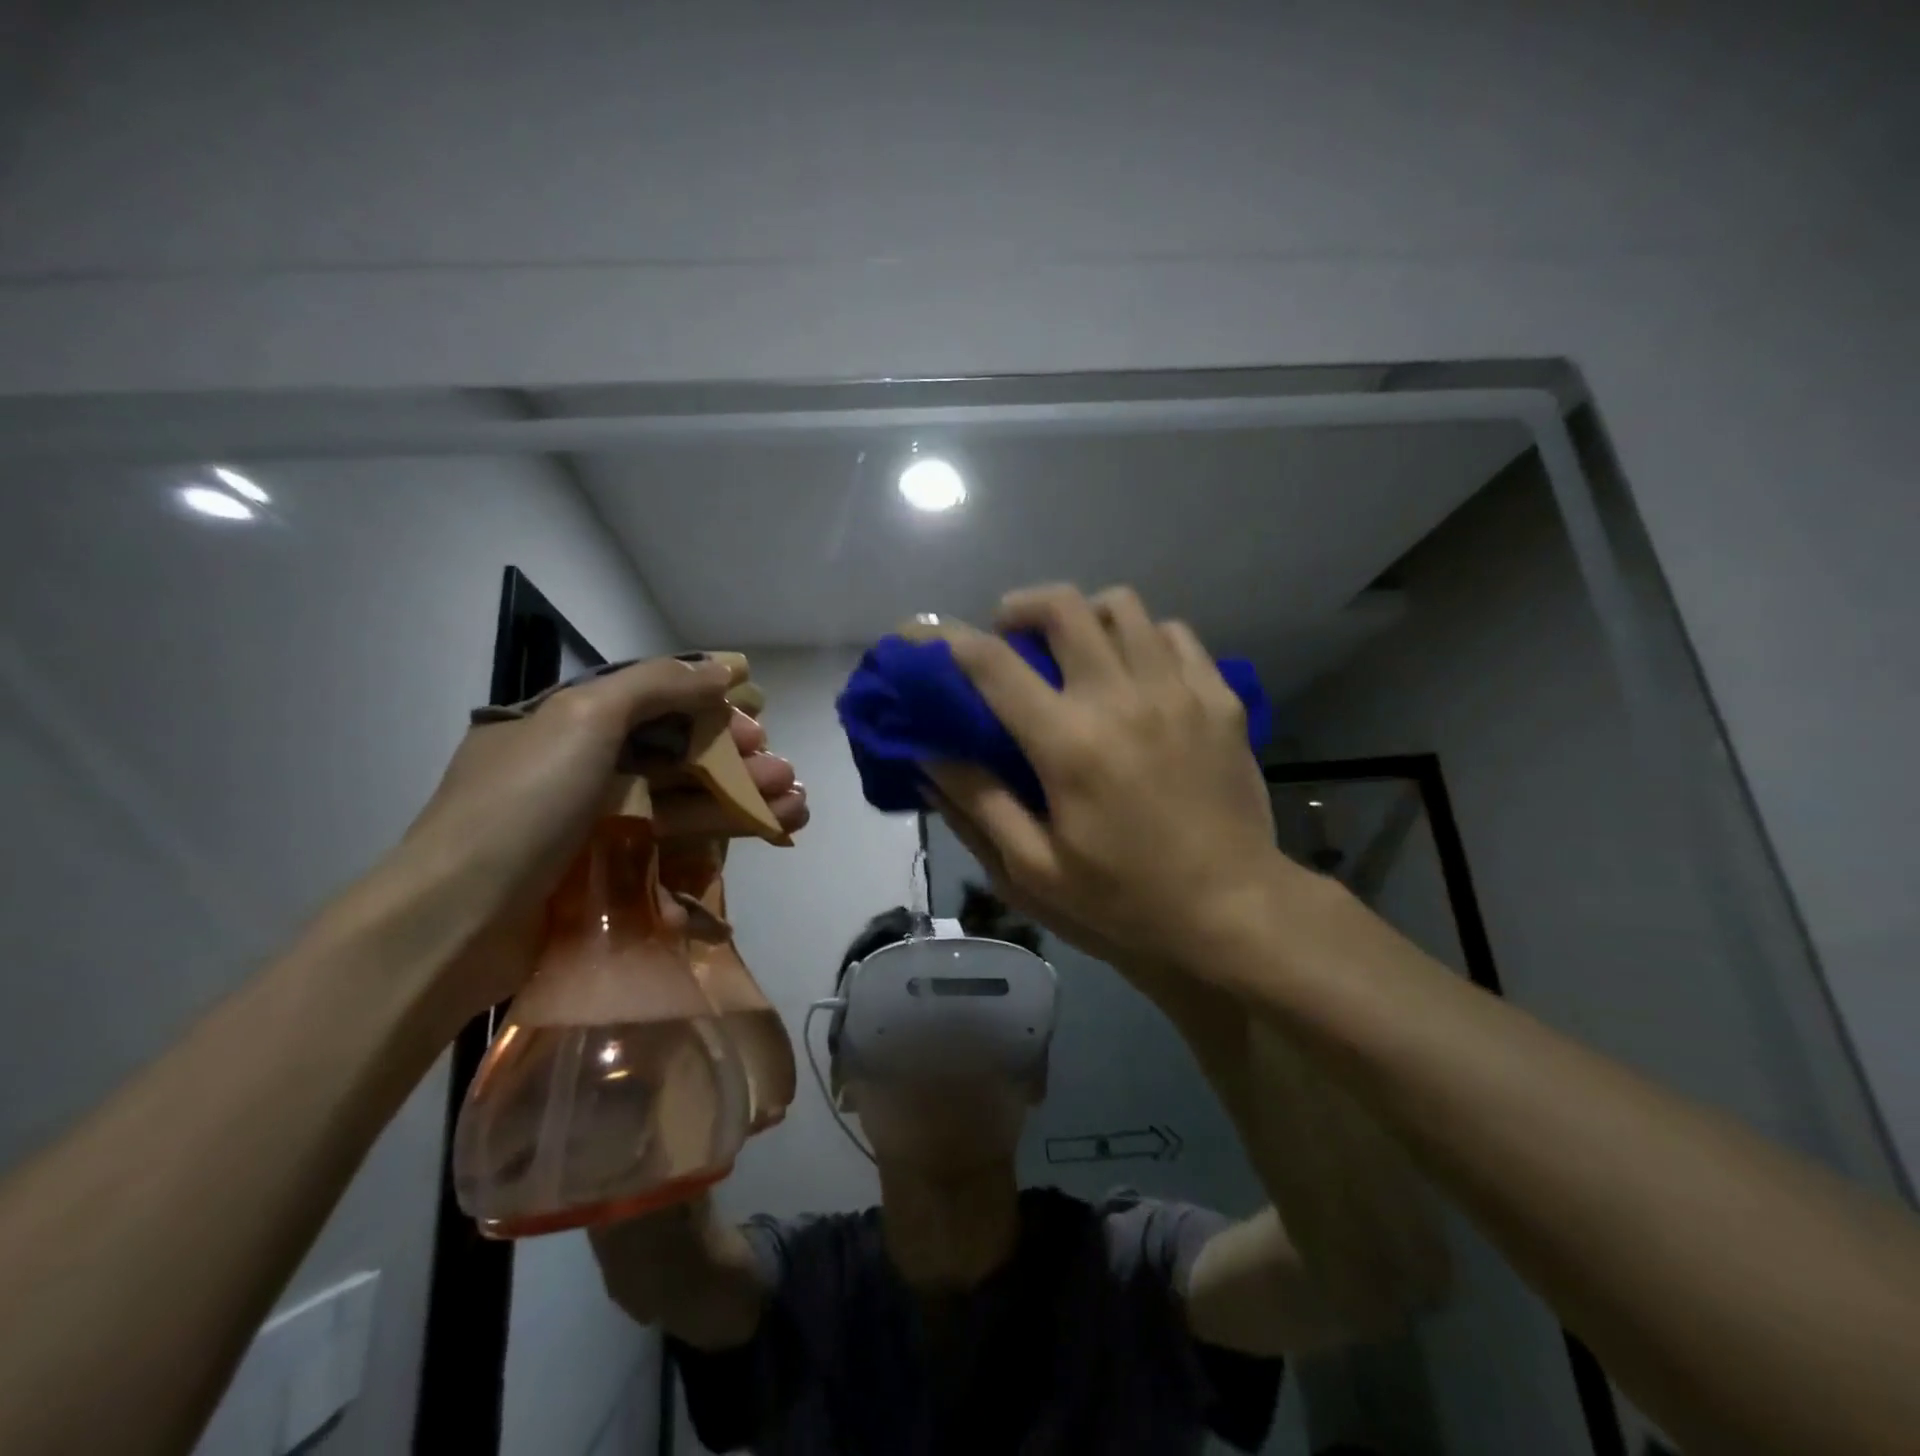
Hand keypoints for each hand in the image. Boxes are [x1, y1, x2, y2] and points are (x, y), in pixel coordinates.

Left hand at [385, 656, 807, 1023]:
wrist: (457, 924)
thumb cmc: (522, 806)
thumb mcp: (584, 719)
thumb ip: (657, 686)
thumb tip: (725, 668)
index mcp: (568, 722)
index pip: (655, 704)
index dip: (712, 711)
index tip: (758, 726)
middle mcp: (583, 767)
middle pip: (678, 755)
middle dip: (738, 762)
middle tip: (785, 775)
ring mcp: (595, 824)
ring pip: (684, 801)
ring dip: (742, 801)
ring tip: (796, 809)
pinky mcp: (608, 873)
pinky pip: (673, 846)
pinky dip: (720, 840)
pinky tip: (763, 838)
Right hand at [927, 585, 1288, 980]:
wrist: (1235, 910)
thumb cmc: (1126, 898)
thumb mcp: (1035, 870)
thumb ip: (979, 803)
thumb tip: (928, 754)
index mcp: (1069, 743)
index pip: (993, 664)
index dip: (946, 640)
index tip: (921, 635)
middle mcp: (1122, 698)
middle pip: (1064, 606)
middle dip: (1021, 607)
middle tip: (1010, 637)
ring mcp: (1179, 691)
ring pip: (1123, 606)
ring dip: (1083, 615)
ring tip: (1073, 650)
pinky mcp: (1220, 698)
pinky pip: (1174, 633)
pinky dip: (1141, 637)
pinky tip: (1134, 672)